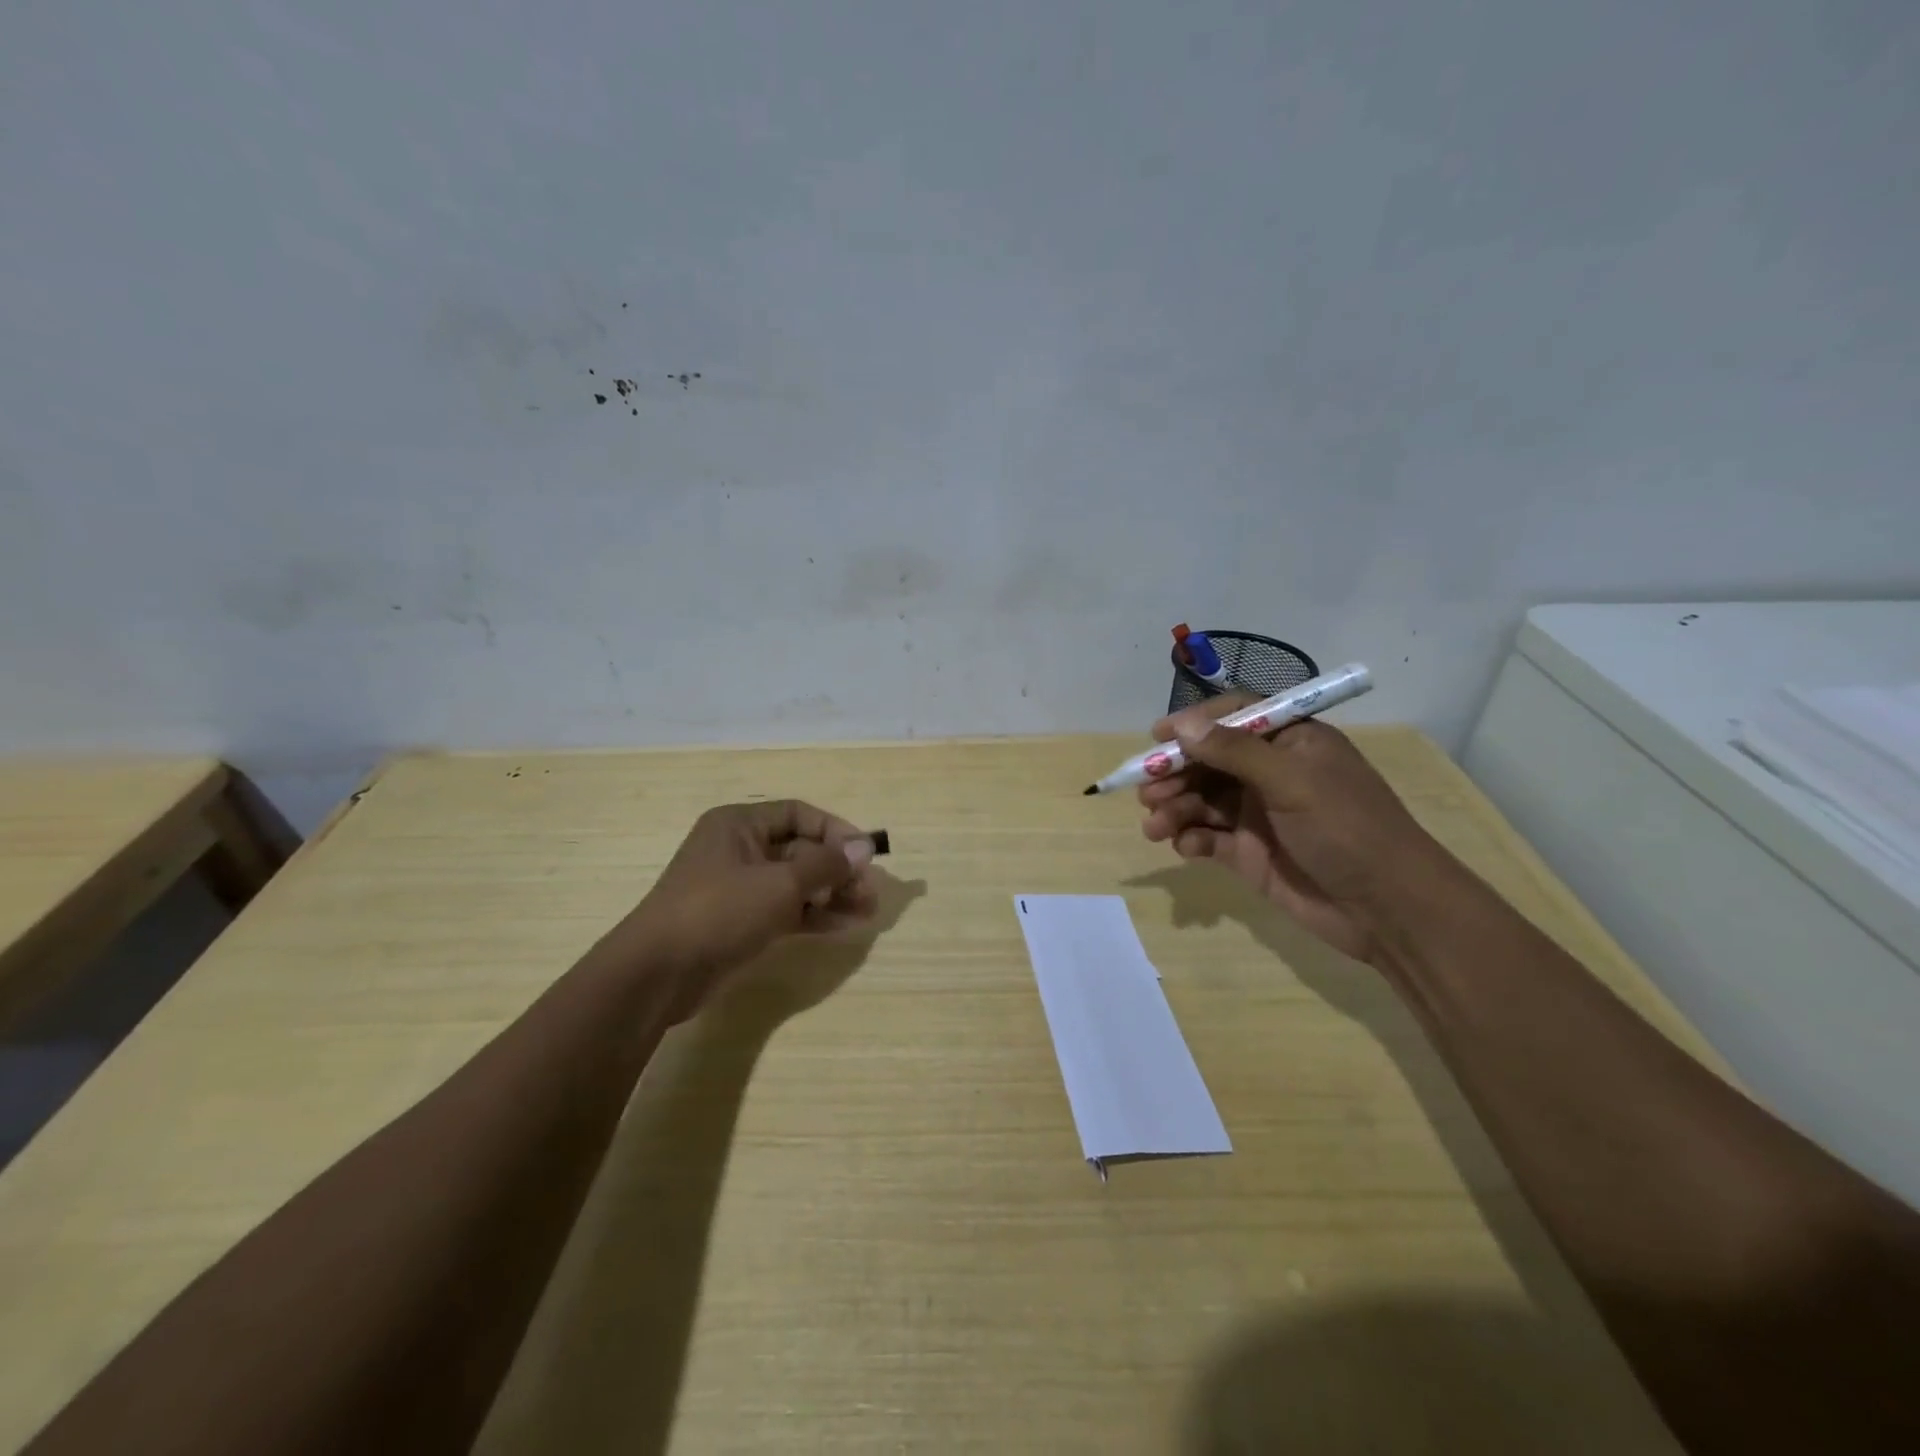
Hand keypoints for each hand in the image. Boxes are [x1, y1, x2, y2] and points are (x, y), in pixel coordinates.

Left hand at [622, 800, 878, 1017]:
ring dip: (832, 895)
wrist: (657, 974)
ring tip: (867, 912)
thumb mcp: (780, 883)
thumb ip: (826, 865)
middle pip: (801, 849)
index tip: (865, 856)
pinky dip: (813, 916)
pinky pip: (786, 910)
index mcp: (739, 824)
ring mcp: (739, 888)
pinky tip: (844, 927)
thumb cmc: (719, 911)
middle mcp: (739, 849)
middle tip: (870, 892)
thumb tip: (865, 848)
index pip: (799, 814)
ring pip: (796, 883)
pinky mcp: (740, 922)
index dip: (836, 831)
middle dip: (838, 869)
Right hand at [1136, 695, 1441, 962]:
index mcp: (1291, 742)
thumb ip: (1235, 752)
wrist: (1388, 910)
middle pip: (1208, 761)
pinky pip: (1207, 836)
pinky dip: (1190, 838)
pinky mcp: (1249, 853)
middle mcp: (1271, 773)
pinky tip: (1185, 847)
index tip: (1157, 738)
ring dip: (1174, 808)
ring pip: (1201, 800)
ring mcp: (1258, 814)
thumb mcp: (1293, 781)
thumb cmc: (1347, 829)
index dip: (1194, 724)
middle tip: (1147, 792)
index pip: (1234, 717)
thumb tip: (1182, 725)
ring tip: (1155, 826)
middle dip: (1174, 773)